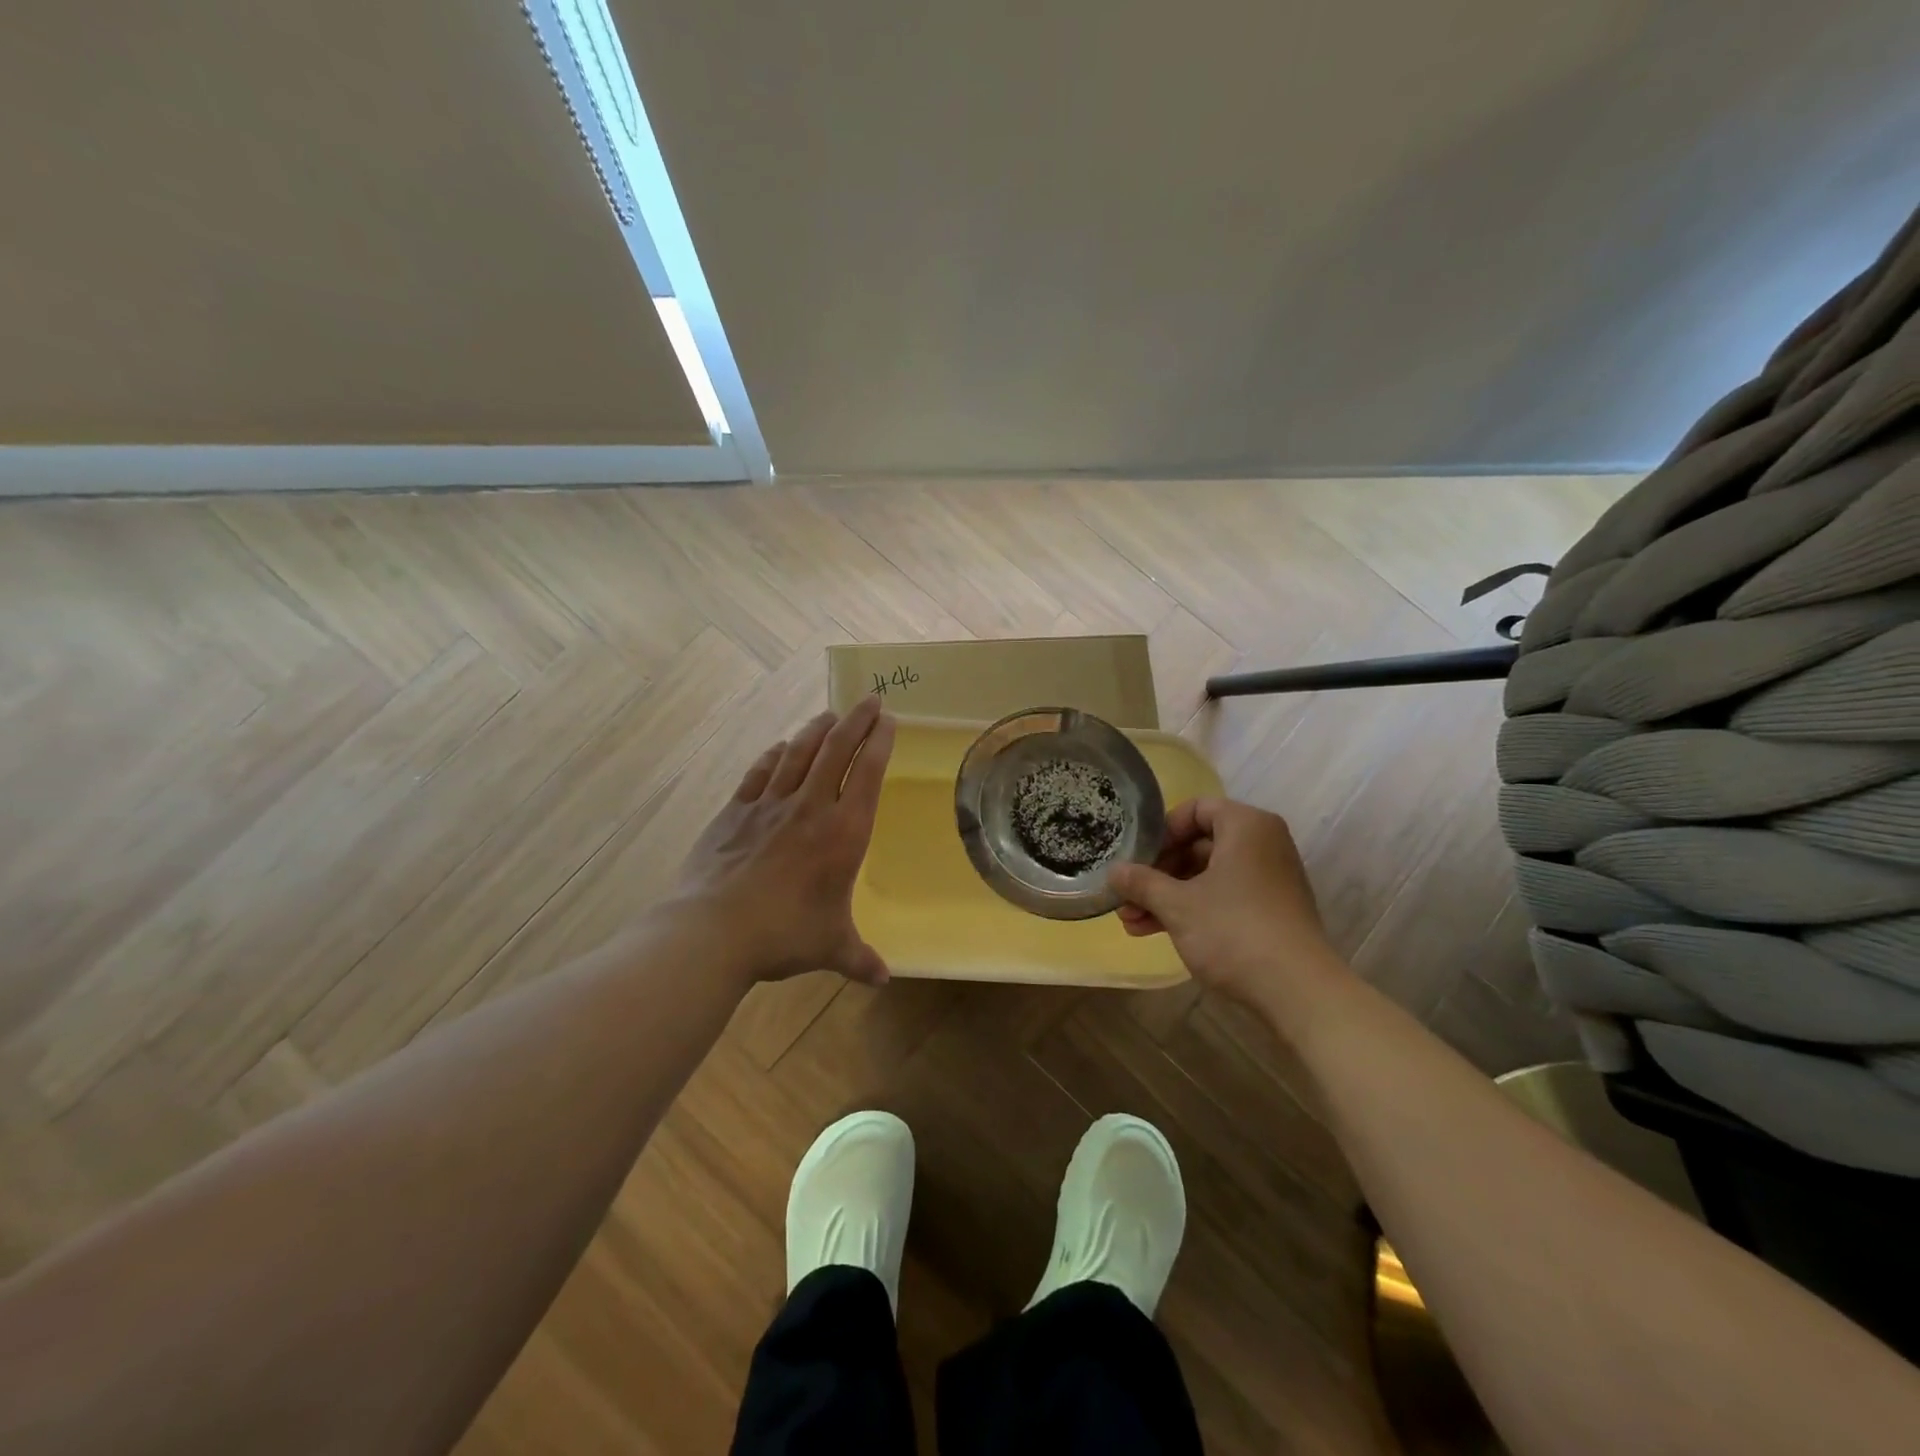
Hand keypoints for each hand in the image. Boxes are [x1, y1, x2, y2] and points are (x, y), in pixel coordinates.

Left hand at [675, 697, 895, 986]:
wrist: (713, 930)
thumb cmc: (784, 934)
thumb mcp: (830, 947)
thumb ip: (859, 958)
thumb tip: (882, 980)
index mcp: (843, 833)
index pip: (868, 773)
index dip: (880, 742)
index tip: (888, 720)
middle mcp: (810, 807)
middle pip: (836, 749)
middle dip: (856, 720)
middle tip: (868, 699)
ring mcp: (769, 805)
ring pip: (799, 753)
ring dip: (817, 729)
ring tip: (830, 714)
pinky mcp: (735, 812)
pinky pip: (760, 773)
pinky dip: (774, 755)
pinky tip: (780, 747)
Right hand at [1108, 797, 1340, 1004]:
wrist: (1298, 992)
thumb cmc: (1233, 931)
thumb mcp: (1177, 904)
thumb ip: (1141, 882)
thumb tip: (1113, 871)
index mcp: (1246, 826)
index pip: (1195, 809)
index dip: (1162, 832)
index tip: (1138, 858)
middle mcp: (1263, 844)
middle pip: (1199, 845)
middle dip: (1158, 873)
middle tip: (1127, 895)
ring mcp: (1269, 880)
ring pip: (1207, 876)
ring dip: (1167, 896)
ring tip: (1131, 922)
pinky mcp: (1270, 912)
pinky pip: (1223, 897)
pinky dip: (1192, 910)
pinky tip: (1156, 932)